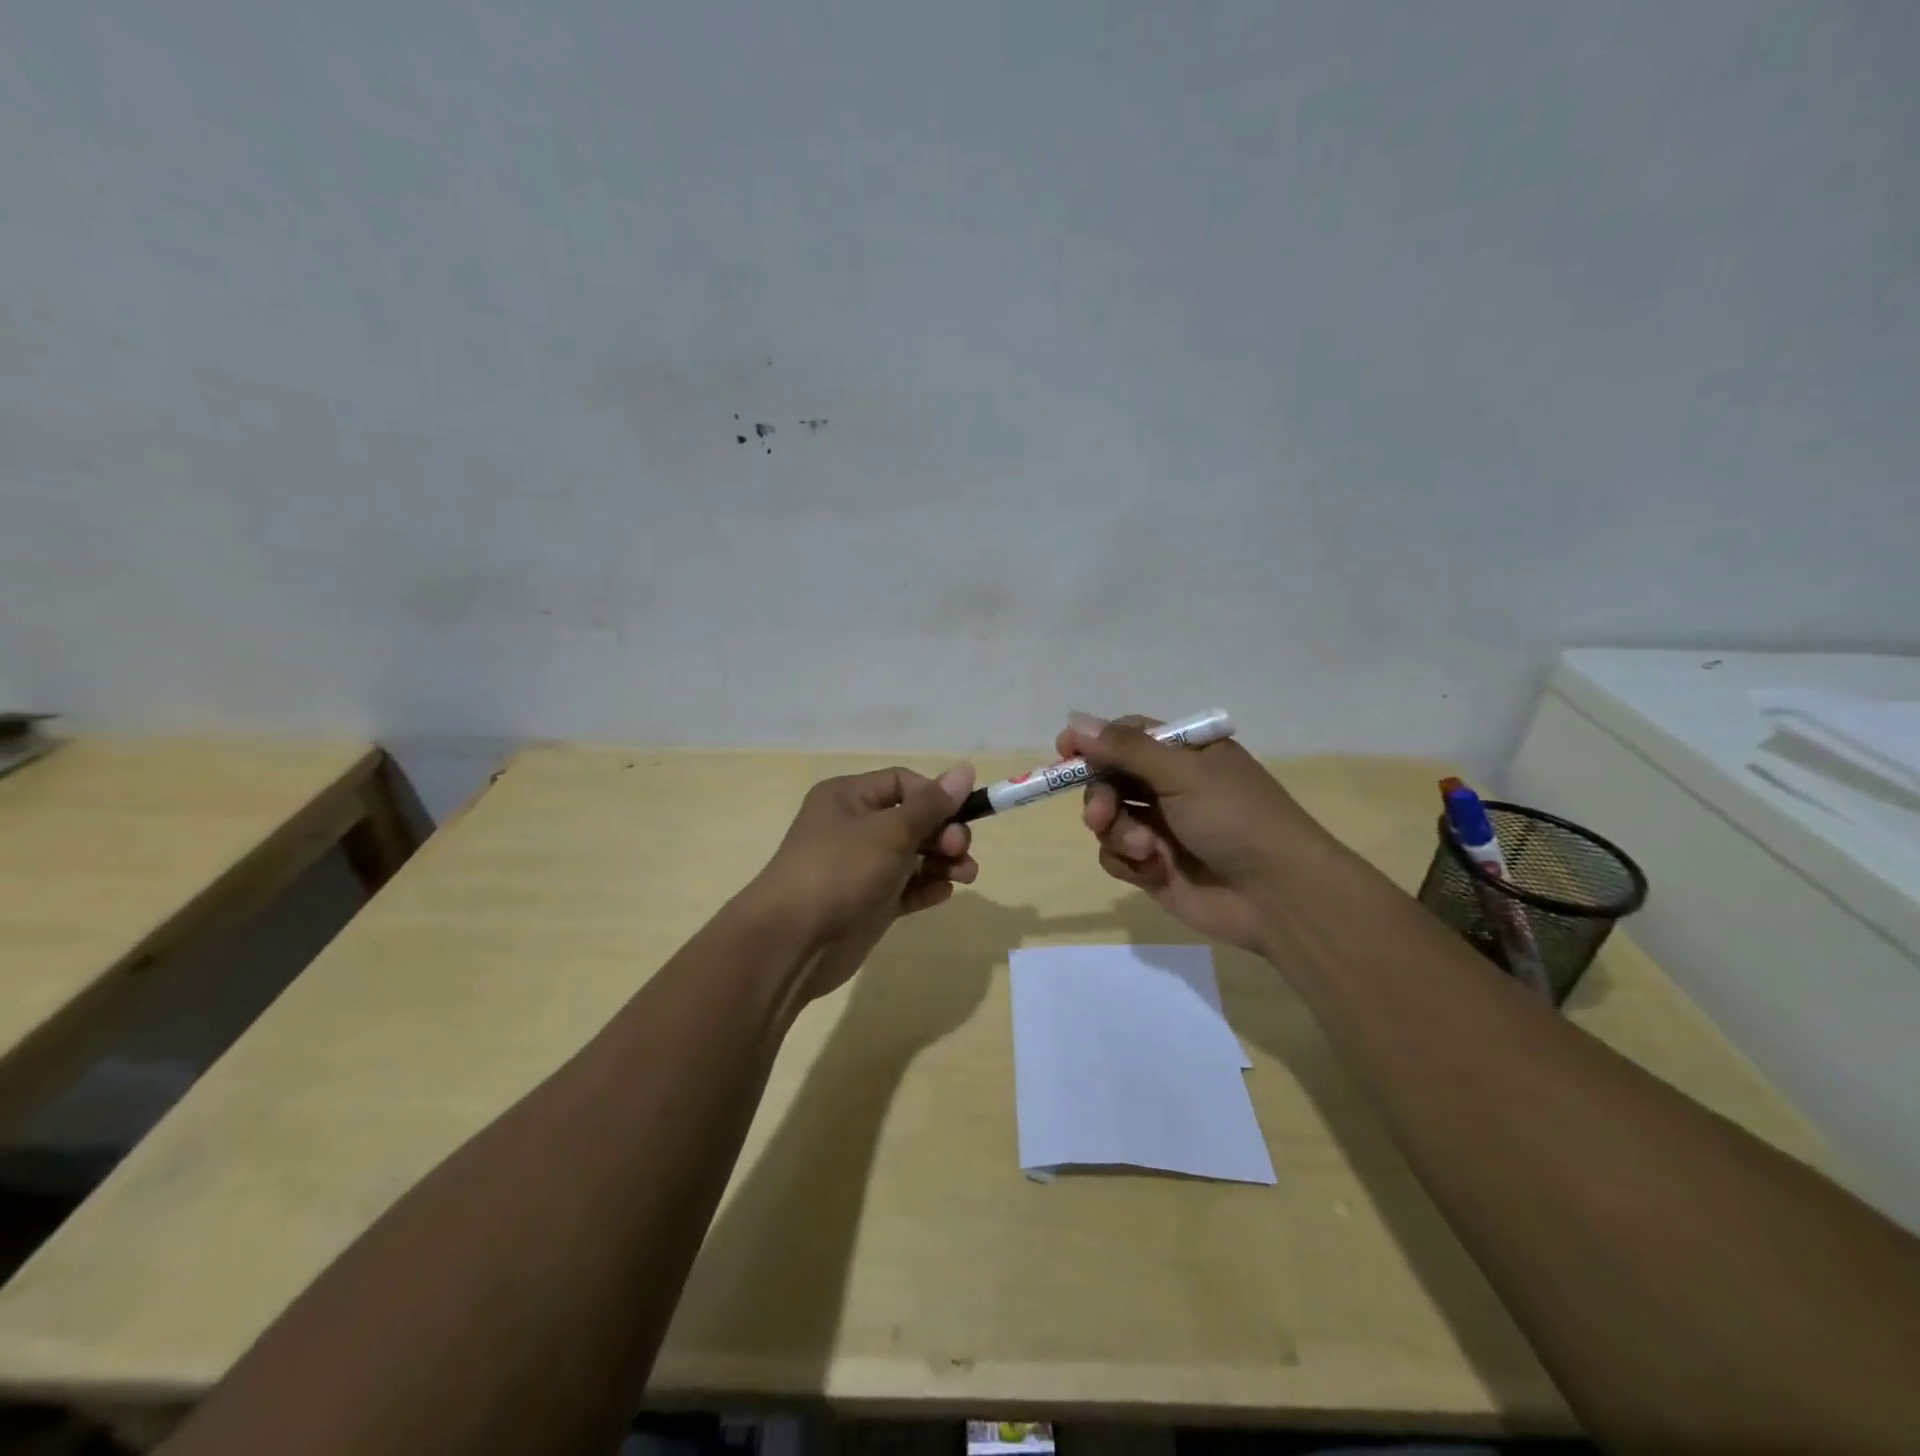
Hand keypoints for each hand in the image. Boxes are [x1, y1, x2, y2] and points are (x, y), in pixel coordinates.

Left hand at [745, 763, 977, 1003]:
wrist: (793, 943)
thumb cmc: (840, 871)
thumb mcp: (890, 831)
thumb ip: (932, 805)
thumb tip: (966, 769)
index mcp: (849, 797)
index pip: (903, 783)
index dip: (935, 796)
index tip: (962, 816)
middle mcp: (854, 827)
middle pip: (912, 819)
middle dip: (944, 833)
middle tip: (959, 851)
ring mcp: (861, 867)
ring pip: (913, 855)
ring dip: (943, 861)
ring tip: (965, 876)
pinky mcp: (869, 903)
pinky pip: (906, 888)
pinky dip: (926, 888)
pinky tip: (941, 894)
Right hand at [1056, 712, 1329, 953]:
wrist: (1277, 897)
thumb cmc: (1236, 819)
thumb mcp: (1183, 773)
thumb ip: (1125, 749)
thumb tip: (1073, 721)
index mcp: (1185, 753)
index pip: (1127, 735)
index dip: (1095, 742)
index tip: (1065, 751)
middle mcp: (1170, 785)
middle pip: (1108, 777)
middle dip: (1101, 796)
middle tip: (1101, 814)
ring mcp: (1160, 826)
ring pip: (1107, 819)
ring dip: (1118, 833)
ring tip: (1147, 851)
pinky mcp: (1153, 865)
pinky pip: (1116, 855)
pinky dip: (1128, 862)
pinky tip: (1154, 871)